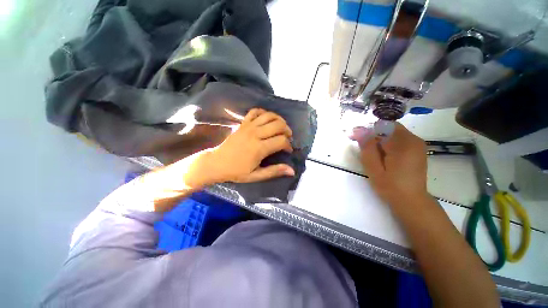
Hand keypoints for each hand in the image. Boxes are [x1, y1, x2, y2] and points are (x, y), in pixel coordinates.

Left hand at [207, 108, 294, 183]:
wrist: (216, 163)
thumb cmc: (236, 171)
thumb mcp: (256, 175)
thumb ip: (274, 171)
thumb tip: (292, 171)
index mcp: (260, 148)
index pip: (282, 141)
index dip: (288, 145)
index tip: (288, 151)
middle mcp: (255, 134)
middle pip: (278, 125)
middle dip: (287, 130)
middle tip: (287, 137)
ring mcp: (248, 126)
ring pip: (269, 116)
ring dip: (279, 119)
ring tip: (281, 127)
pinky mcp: (242, 123)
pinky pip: (255, 111)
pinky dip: (263, 112)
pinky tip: (267, 119)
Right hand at [353, 123, 427, 205]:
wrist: (412, 201)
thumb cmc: (390, 187)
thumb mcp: (374, 168)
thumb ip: (367, 148)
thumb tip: (359, 130)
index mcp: (403, 144)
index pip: (382, 126)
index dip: (367, 130)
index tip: (355, 138)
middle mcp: (413, 140)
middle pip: (388, 128)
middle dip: (373, 135)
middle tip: (362, 148)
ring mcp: (417, 144)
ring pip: (393, 133)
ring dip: (380, 140)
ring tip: (373, 155)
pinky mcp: (417, 149)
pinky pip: (399, 139)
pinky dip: (388, 144)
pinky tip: (383, 156)